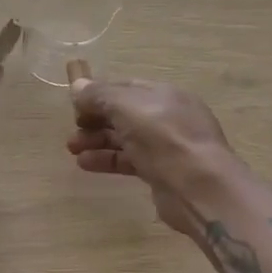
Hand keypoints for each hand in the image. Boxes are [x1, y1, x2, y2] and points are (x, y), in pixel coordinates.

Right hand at [66, 78, 240, 232]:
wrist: (200, 187)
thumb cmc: (164, 137)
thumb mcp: (127, 107)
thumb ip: (100, 95)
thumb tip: (77, 86)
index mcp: (163, 94)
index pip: (125, 87)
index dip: (98, 94)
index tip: (75, 106)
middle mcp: (167, 116)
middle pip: (124, 114)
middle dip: (95, 120)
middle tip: (72, 131)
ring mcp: (166, 146)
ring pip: (125, 138)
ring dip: (97, 141)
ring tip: (72, 149)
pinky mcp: (162, 173)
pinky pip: (129, 161)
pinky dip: (107, 160)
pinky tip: (85, 164)